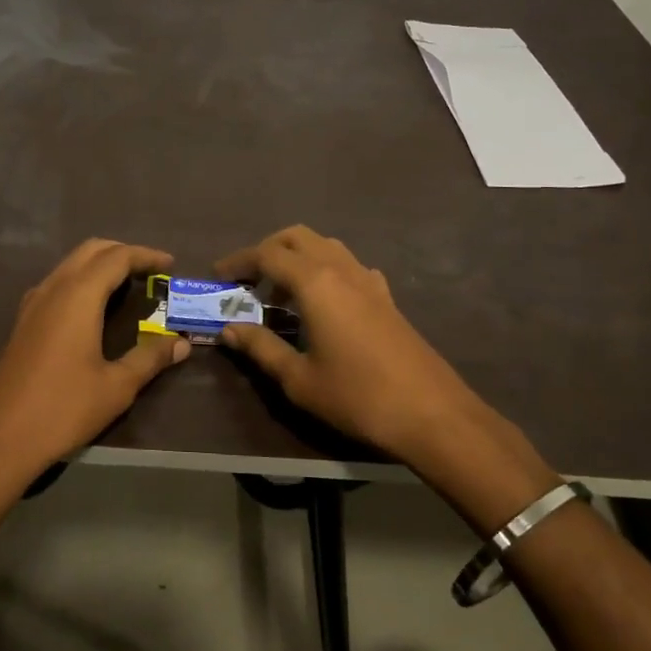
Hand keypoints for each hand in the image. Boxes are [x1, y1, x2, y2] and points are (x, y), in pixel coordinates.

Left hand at [0, 239, 189, 487]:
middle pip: (91, 250)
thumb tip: (181, 343)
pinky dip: (82, 281)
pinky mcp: (23, 321)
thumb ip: (150, 358)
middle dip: (123, 253)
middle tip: (150, 271)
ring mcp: (33, 303)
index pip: (117, 257)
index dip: (146, 256)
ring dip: (100, 265)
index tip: (170, 265)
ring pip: (71, 264)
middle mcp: (54, 288)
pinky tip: (92, 309)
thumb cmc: (62, 408)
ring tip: (127, 286)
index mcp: (78, 295)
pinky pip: (57, 283)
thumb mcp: (116, 386)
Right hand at [215, 225, 486, 466]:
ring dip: (297, 257)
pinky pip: (348, 265)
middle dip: (267, 250)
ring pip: (325, 245)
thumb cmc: (358, 396)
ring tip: (281, 293)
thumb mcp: (299, 379)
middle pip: (296, 237)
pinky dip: (325, 270)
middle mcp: (340, 268)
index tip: (219, 277)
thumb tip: (230, 329)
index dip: (238, 261)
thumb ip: (261, 348)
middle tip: (249, 280)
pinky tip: (324, 303)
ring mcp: (368, 279)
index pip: (267, 254)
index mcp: (315, 282)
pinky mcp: (386, 295)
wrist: (432, 413)